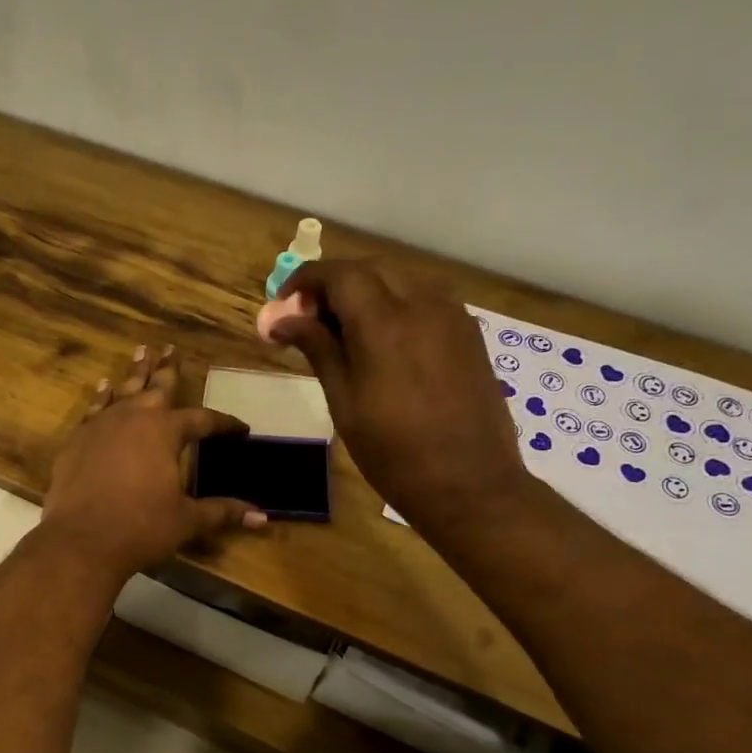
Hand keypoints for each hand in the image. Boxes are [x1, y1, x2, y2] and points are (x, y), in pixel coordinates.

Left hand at [40, 344, 267, 580]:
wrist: (81, 540)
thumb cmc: (141, 528)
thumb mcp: (187, 520)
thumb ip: (222, 512)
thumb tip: (262, 517)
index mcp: (165, 431)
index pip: (202, 420)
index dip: (223, 424)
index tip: (240, 429)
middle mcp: (133, 418)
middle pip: (157, 387)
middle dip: (168, 369)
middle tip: (171, 348)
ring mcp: (101, 426)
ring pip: (123, 390)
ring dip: (135, 372)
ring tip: (141, 352)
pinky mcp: (77, 440)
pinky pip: (94, 409)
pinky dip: (101, 397)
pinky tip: (103, 387)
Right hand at [269, 261, 530, 530]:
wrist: (470, 484)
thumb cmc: (394, 453)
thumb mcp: (344, 403)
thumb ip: (317, 348)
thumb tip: (281, 317)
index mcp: (384, 323)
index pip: (338, 274)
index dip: (304, 281)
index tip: (282, 305)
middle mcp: (422, 305)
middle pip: (371, 268)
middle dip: (334, 284)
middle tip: (308, 320)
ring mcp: (452, 315)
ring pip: (401, 279)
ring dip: (367, 291)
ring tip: (344, 331)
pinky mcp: (469, 332)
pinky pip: (426, 299)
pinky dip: (397, 304)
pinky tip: (384, 341)